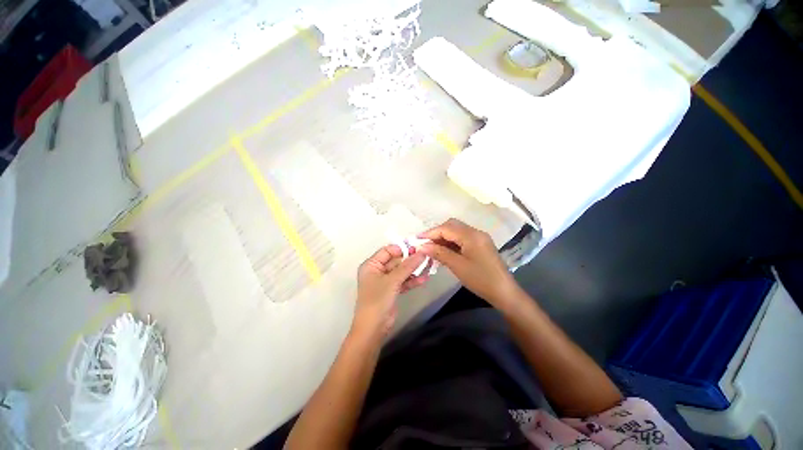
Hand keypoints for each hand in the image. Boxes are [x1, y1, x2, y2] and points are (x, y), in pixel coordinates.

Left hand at [354, 245, 429, 336]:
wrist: (373, 328)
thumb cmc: (378, 300)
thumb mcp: (392, 280)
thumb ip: (408, 266)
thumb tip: (422, 252)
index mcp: (371, 265)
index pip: (387, 251)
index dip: (402, 249)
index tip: (417, 248)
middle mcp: (377, 271)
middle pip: (396, 261)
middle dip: (410, 260)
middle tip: (426, 257)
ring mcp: (385, 281)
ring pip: (401, 271)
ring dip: (413, 270)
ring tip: (428, 267)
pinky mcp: (392, 291)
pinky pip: (403, 281)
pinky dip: (412, 280)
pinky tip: (424, 279)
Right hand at [419, 219, 517, 306]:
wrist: (504, 292)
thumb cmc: (480, 279)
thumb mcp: (457, 266)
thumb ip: (439, 253)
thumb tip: (422, 246)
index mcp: (471, 235)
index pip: (446, 228)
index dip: (430, 233)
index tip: (417, 239)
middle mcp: (476, 232)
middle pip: (452, 225)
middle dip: (436, 233)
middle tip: (425, 244)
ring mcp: (479, 237)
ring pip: (456, 231)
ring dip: (443, 237)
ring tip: (431, 248)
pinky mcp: (480, 244)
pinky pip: (462, 238)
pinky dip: (451, 242)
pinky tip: (444, 251)